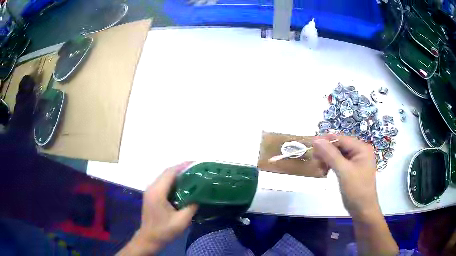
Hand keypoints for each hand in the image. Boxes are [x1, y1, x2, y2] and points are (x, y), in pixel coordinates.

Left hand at [118, 162, 197, 255]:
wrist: (149, 239)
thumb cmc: (164, 231)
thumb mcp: (182, 220)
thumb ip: (192, 206)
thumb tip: (200, 195)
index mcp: (158, 192)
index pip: (170, 173)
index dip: (183, 166)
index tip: (196, 164)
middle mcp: (152, 188)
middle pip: (167, 173)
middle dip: (182, 169)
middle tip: (197, 170)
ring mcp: (150, 191)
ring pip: (164, 177)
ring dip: (177, 175)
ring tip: (192, 176)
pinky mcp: (151, 196)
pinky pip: (163, 183)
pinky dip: (173, 182)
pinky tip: (183, 186)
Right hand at [312, 135, 379, 217]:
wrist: (363, 210)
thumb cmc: (356, 190)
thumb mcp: (343, 171)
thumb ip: (330, 154)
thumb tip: (316, 140)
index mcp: (362, 148)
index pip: (342, 139)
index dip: (326, 140)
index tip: (311, 143)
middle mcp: (360, 151)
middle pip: (340, 145)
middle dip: (326, 151)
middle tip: (314, 158)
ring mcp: (356, 161)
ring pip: (338, 154)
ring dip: (327, 158)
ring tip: (319, 166)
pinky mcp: (352, 169)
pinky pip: (339, 162)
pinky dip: (331, 165)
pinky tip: (324, 170)